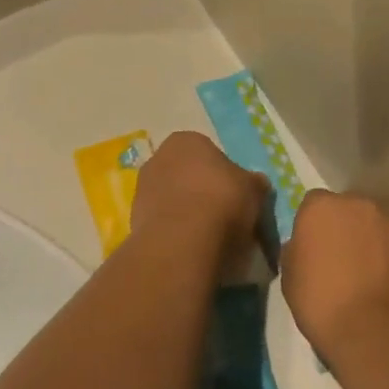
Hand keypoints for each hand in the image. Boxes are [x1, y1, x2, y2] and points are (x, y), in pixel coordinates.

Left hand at [130, 131, 269, 257]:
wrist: (182, 243)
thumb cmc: (223, 202)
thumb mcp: (255, 189)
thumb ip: (253, 183)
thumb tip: (255, 185)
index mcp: (186, 140)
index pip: (210, 153)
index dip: (226, 176)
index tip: (237, 197)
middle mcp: (158, 157)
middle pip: (188, 175)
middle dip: (203, 192)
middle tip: (225, 217)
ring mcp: (141, 190)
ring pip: (173, 200)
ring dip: (188, 213)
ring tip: (209, 238)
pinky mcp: (133, 221)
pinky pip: (163, 223)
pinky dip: (176, 232)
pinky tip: (191, 248)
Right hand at [281, 190, 388, 357]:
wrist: (376, 330)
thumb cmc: (321, 303)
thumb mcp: (290, 279)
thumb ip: (296, 252)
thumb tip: (302, 246)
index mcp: (321, 208)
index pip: (313, 204)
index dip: (313, 225)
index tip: (312, 248)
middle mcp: (358, 204)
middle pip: (348, 209)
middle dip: (343, 227)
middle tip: (339, 259)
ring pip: (375, 225)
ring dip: (369, 240)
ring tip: (367, 274)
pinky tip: (386, 283)